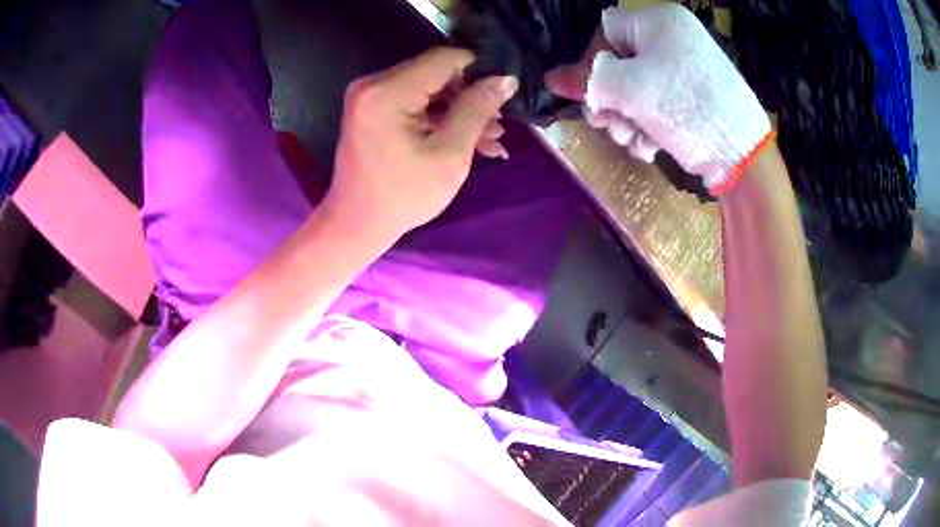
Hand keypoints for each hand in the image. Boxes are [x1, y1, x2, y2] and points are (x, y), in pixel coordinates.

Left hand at [325, 47, 517, 239]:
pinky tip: (469, 139)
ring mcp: (370, 96)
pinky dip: (439, 118)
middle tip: (499, 124)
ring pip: (429, 89)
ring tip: (491, 139)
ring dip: (460, 110)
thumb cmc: (403, 196)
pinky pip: (414, 103)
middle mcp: (373, 84)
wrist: (357, 224)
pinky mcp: (373, 109)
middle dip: (470, 96)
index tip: (505, 91)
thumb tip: (506, 78)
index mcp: (386, 92)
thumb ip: (477, 109)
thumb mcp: (450, 154)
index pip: (444, 59)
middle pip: (435, 73)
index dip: (479, 70)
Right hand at [545, 4, 771, 192]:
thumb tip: (551, 78)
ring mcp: (685, 68)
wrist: (741, 153)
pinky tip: (650, 146)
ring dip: (627, 119)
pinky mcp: (693, 96)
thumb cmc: (684, 107)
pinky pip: (658, 103)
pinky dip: (648, 125)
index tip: (590, 97)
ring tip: (633, 141)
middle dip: (610, 99)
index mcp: (659, 21)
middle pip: (620, 63)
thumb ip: (587, 81)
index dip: (591, 64)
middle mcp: (673, 39)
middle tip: (606, 125)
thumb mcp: (629, 90)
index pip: (606, 32)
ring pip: (637, 88)